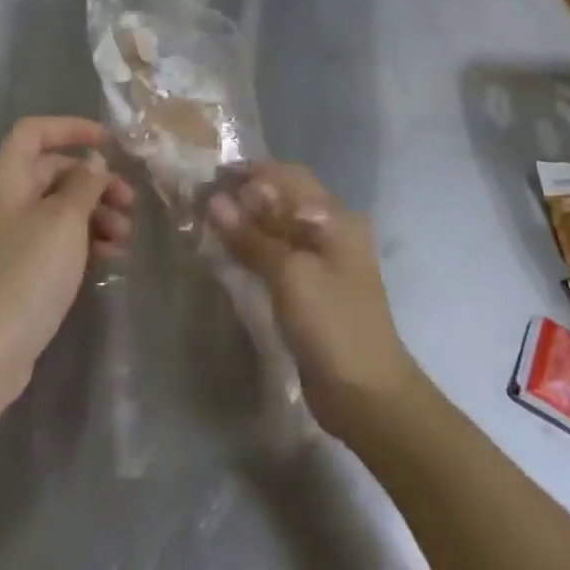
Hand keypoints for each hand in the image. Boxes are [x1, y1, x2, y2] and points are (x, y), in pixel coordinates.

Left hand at [0, 118, 134, 410]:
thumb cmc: (25, 274)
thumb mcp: (64, 221)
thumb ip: (84, 183)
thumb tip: (92, 160)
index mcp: (5, 176)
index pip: (35, 131)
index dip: (72, 128)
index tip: (110, 143)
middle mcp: (3, 198)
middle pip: (53, 171)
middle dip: (95, 181)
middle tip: (130, 202)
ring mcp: (8, 236)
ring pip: (58, 208)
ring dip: (94, 214)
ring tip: (123, 238)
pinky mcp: (17, 269)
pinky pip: (54, 239)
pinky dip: (82, 241)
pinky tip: (109, 258)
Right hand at [209, 162, 417, 440]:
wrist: (367, 396)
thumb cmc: (332, 325)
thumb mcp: (290, 275)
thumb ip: (252, 236)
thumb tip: (214, 201)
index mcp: (335, 218)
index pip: (288, 176)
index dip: (250, 173)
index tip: (210, 176)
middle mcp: (332, 231)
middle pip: (284, 200)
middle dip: (245, 196)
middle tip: (203, 201)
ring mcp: (324, 262)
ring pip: (279, 228)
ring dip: (247, 223)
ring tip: (208, 224)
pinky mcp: (313, 289)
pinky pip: (279, 256)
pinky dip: (254, 249)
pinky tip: (228, 254)